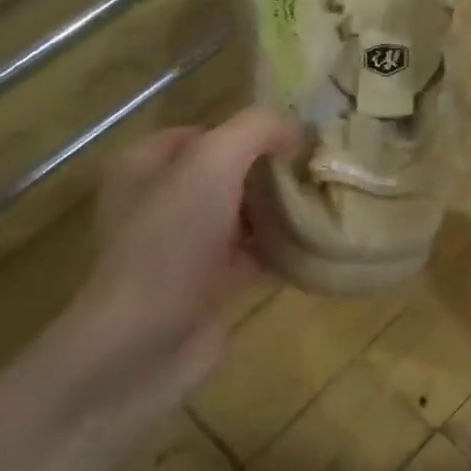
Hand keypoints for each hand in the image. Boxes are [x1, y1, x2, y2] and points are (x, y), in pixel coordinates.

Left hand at [46, 109, 299, 442]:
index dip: (250, 132)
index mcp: (145, 165)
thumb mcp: (212, 165)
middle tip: (318, 173)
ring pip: (241, 216)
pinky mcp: (206, 285)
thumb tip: (295, 129)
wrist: (145, 341)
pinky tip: (314, 246)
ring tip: (325, 204)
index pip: (205, 132)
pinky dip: (278, 250)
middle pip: (227, 174)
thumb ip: (255, 131)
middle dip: (270, 172)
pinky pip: (250, 256)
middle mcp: (159, 202)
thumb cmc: (171, 242)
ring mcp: (182, 247)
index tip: (298, 141)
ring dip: (278, 212)